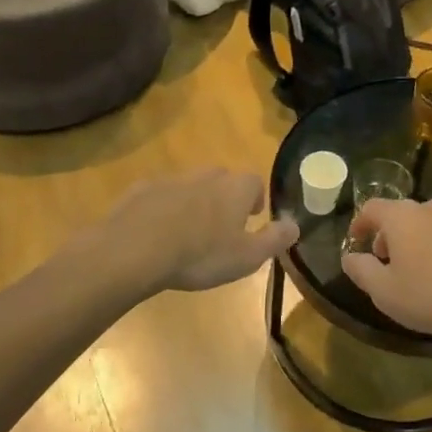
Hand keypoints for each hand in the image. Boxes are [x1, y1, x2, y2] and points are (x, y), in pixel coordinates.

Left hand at [84, 168, 297, 294]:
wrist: (134, 249)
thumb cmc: (200, 254)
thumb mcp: (247, 257)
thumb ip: (275, 239)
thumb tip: (296, 225)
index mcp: (235, 188)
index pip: (254, 182)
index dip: (255, 199)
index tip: (251, 218)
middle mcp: (206, 175)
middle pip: (222, 180)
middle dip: (224, 198)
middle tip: (220, 227)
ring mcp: (171, 179)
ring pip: (190, 186)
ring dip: (193, 203)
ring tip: (188, 234)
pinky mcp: (141, 190)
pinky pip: (159, 196)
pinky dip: (163, 209)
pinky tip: (156, 234)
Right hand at [340, 198, 431, 345]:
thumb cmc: (428, 295)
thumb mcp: (383, 290)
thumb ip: (360, 270)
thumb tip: (349, 257)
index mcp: (401, 216)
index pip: (372, 208)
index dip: (359, 223)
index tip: (355, 242)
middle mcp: (428, 211)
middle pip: (399, 213)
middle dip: (385, 233)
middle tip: (381, 259)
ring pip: (423, 223)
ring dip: (410, 239)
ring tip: (408, 268)